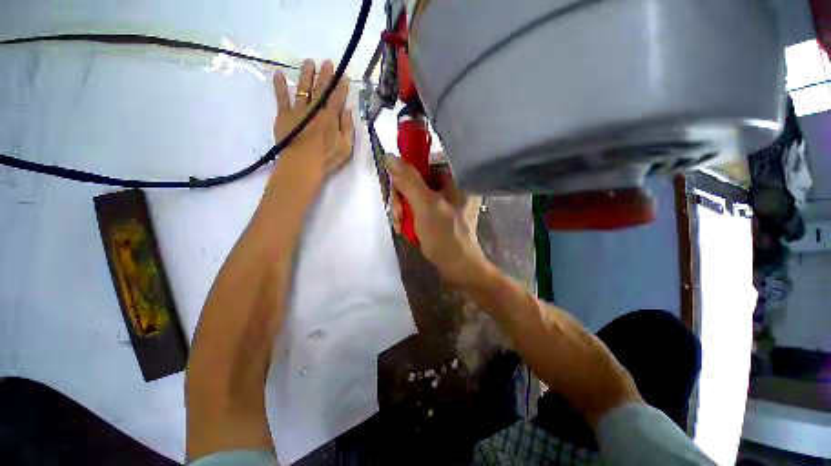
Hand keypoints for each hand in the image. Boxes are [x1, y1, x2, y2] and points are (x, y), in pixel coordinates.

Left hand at [272, 59, 353, 182]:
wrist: (301, 166)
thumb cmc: (326, 160)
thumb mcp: (346, 148)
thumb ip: (347, 128)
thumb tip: (347, 111)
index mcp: (330, 118)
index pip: (337, 98)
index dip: (341, 86)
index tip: (344, 76)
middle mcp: (314, 110)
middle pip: (321, 89)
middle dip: (326, 75)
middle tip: (328, 62)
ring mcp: (298, 110)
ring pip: (303, 88)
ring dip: (306, 75)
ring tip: (309, 62)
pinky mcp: (284, 115)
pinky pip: (281, 97)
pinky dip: (279, 86)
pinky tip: (278, 74)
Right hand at [385, 156, 491, 287]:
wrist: (457, 267)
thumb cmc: (445, 235)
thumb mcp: (425, 206)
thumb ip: (408, 180)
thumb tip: (390, 156)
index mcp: (455, 178)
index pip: (424, 163)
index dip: (406, 174)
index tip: (396, 191)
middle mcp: (451, 186)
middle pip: (416, 180)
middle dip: (402, 198)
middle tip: (397, 214)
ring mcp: (444, 201)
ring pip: (414, 195)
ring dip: (402, 209)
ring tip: (399, 225)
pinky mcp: (438, 214)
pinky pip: (417, 207)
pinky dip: (408, 217)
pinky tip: (404, 229)